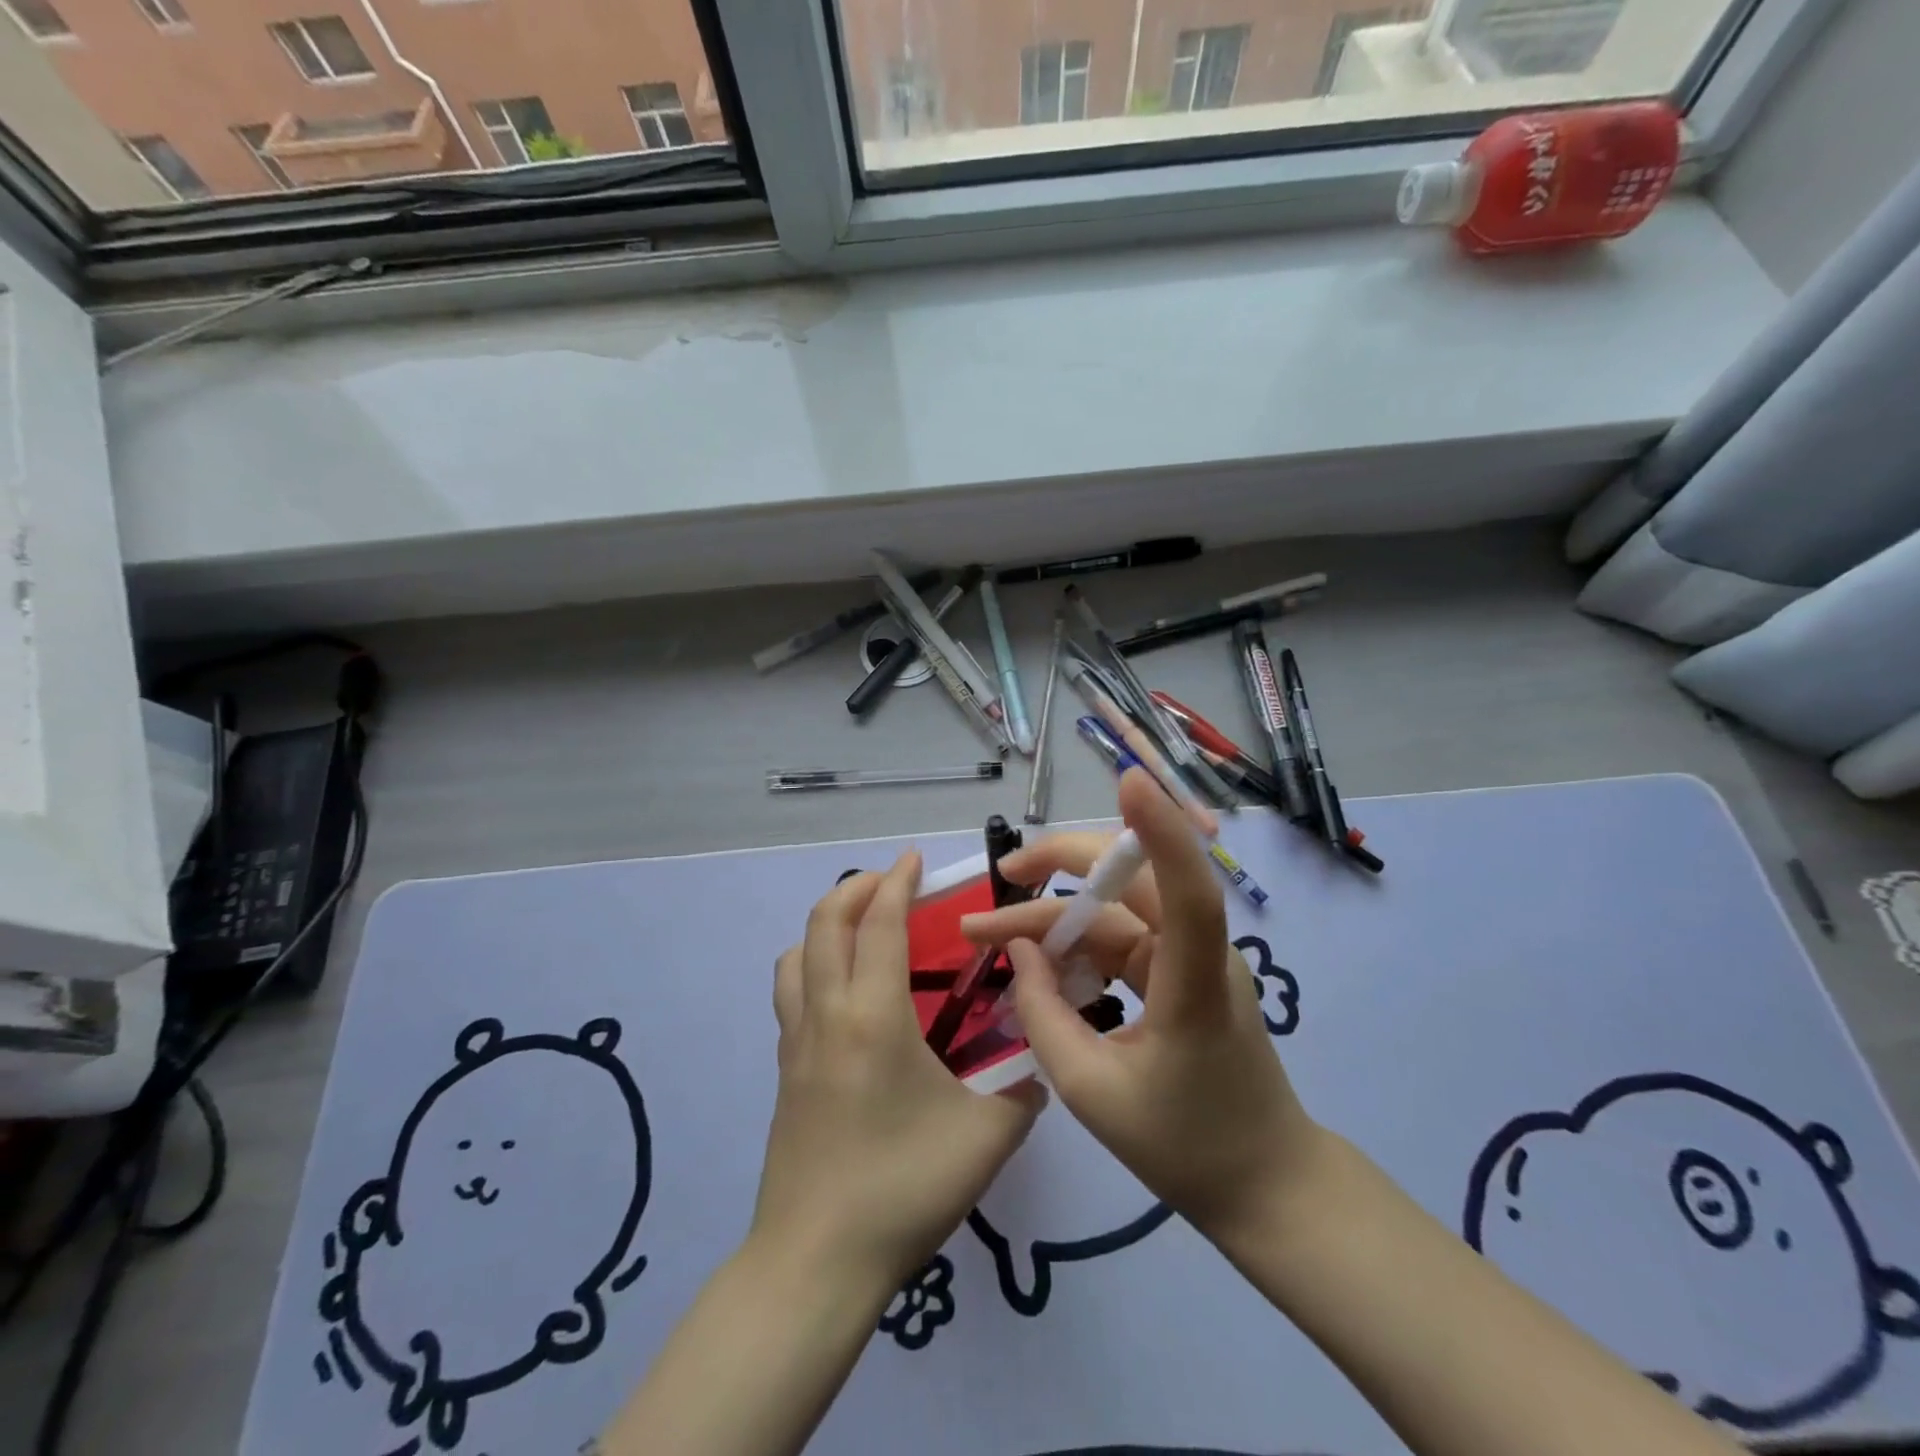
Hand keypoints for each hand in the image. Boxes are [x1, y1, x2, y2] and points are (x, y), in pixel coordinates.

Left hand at [753, 853, 1045, 1293]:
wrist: (816, 1262)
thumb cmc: (903, 1189)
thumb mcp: (986, 1139)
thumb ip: (1024, 1093)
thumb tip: (1042, 1066)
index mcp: (874, 1016)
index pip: (881, 924)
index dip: (898, 882)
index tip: (915, 858)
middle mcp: (827, 1014)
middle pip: (825, 922)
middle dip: (858, 888)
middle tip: (894, 883)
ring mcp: (796, 1042)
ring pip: (796, 954)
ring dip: (827, 924)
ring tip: (864, 930)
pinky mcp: (785, 1070)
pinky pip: (790, 992)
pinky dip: (813, 964)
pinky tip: (845, 994)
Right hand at [960, 769, 1323, 1242]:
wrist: (1265, 1188)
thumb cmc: (1187, 1149)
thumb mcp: (1092, 1091)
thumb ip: (1044, 1016)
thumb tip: (1018, 952)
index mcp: (1194, 984)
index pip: (1187, 890)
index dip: (1158, 831)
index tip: (1128, 780)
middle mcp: (1199, 955)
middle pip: (1131, 882)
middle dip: (1060, 867)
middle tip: (999, 875)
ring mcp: (1191, 962)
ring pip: (1114, 913)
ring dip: (1053, 916)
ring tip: (988, 933)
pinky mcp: (1180, 975)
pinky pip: (1119, 942)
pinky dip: (1074, 946)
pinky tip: (1033, 963)